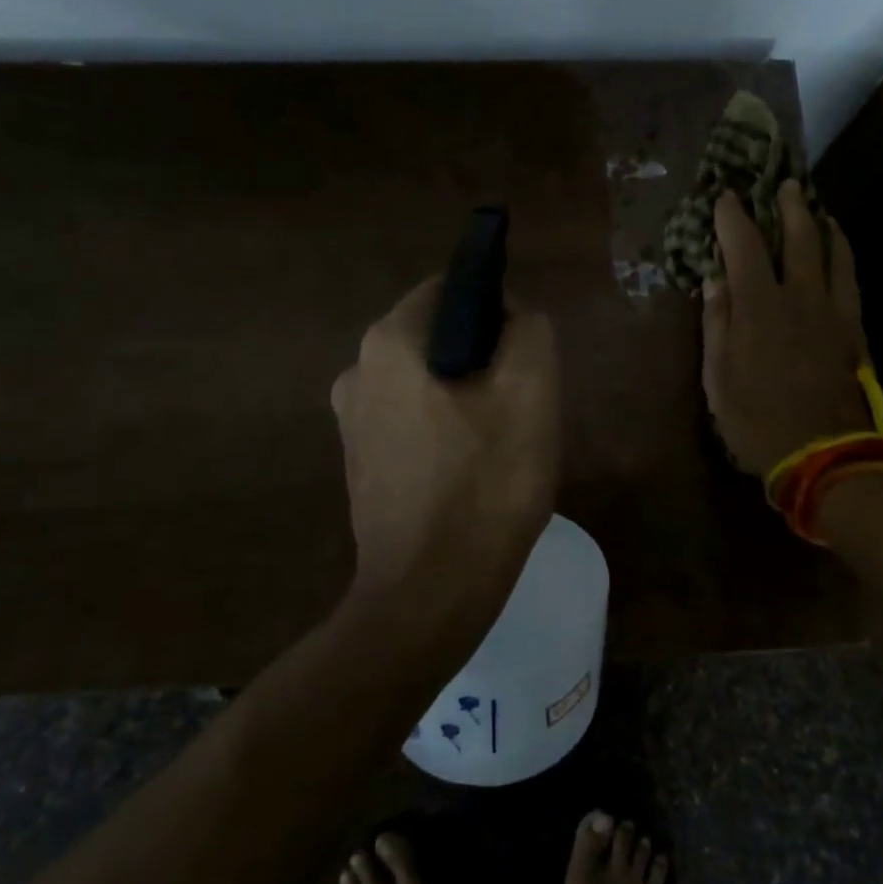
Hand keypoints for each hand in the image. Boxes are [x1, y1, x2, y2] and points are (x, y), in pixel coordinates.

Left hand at [331, 279, 560, 609]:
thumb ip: (529, 330)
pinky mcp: (360, 462)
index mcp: (390, 342)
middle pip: (438, 337)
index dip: (498, 311)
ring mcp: (352, 420)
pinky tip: (471, 472)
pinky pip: (412, 421)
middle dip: (484, 359)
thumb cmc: (485, 484)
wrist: (430, 594)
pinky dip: (445, 430)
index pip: (451, 289)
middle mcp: (357, 370)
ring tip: (500, 444)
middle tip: (520, 405)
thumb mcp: (530, 391)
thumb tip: (512, 317)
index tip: (525, 356)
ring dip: (467, 398)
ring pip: (427, 381)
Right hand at [702, 180, 871, 475]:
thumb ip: (717, 323)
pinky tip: (839, 254)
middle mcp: (800, 296)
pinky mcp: (856, 330)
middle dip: (789, 206)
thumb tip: (714, 279)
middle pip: (799, 236)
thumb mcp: (718, 377)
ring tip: (818, 210)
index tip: (725, 196)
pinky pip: (851, 279)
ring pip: (835, 253)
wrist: (825, 454)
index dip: (732, 216)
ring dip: (824, 225)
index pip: (743, 245)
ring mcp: (835, 311)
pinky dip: (843, 256)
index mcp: (760, 306)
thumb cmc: (757, 419)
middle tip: (785, 184)